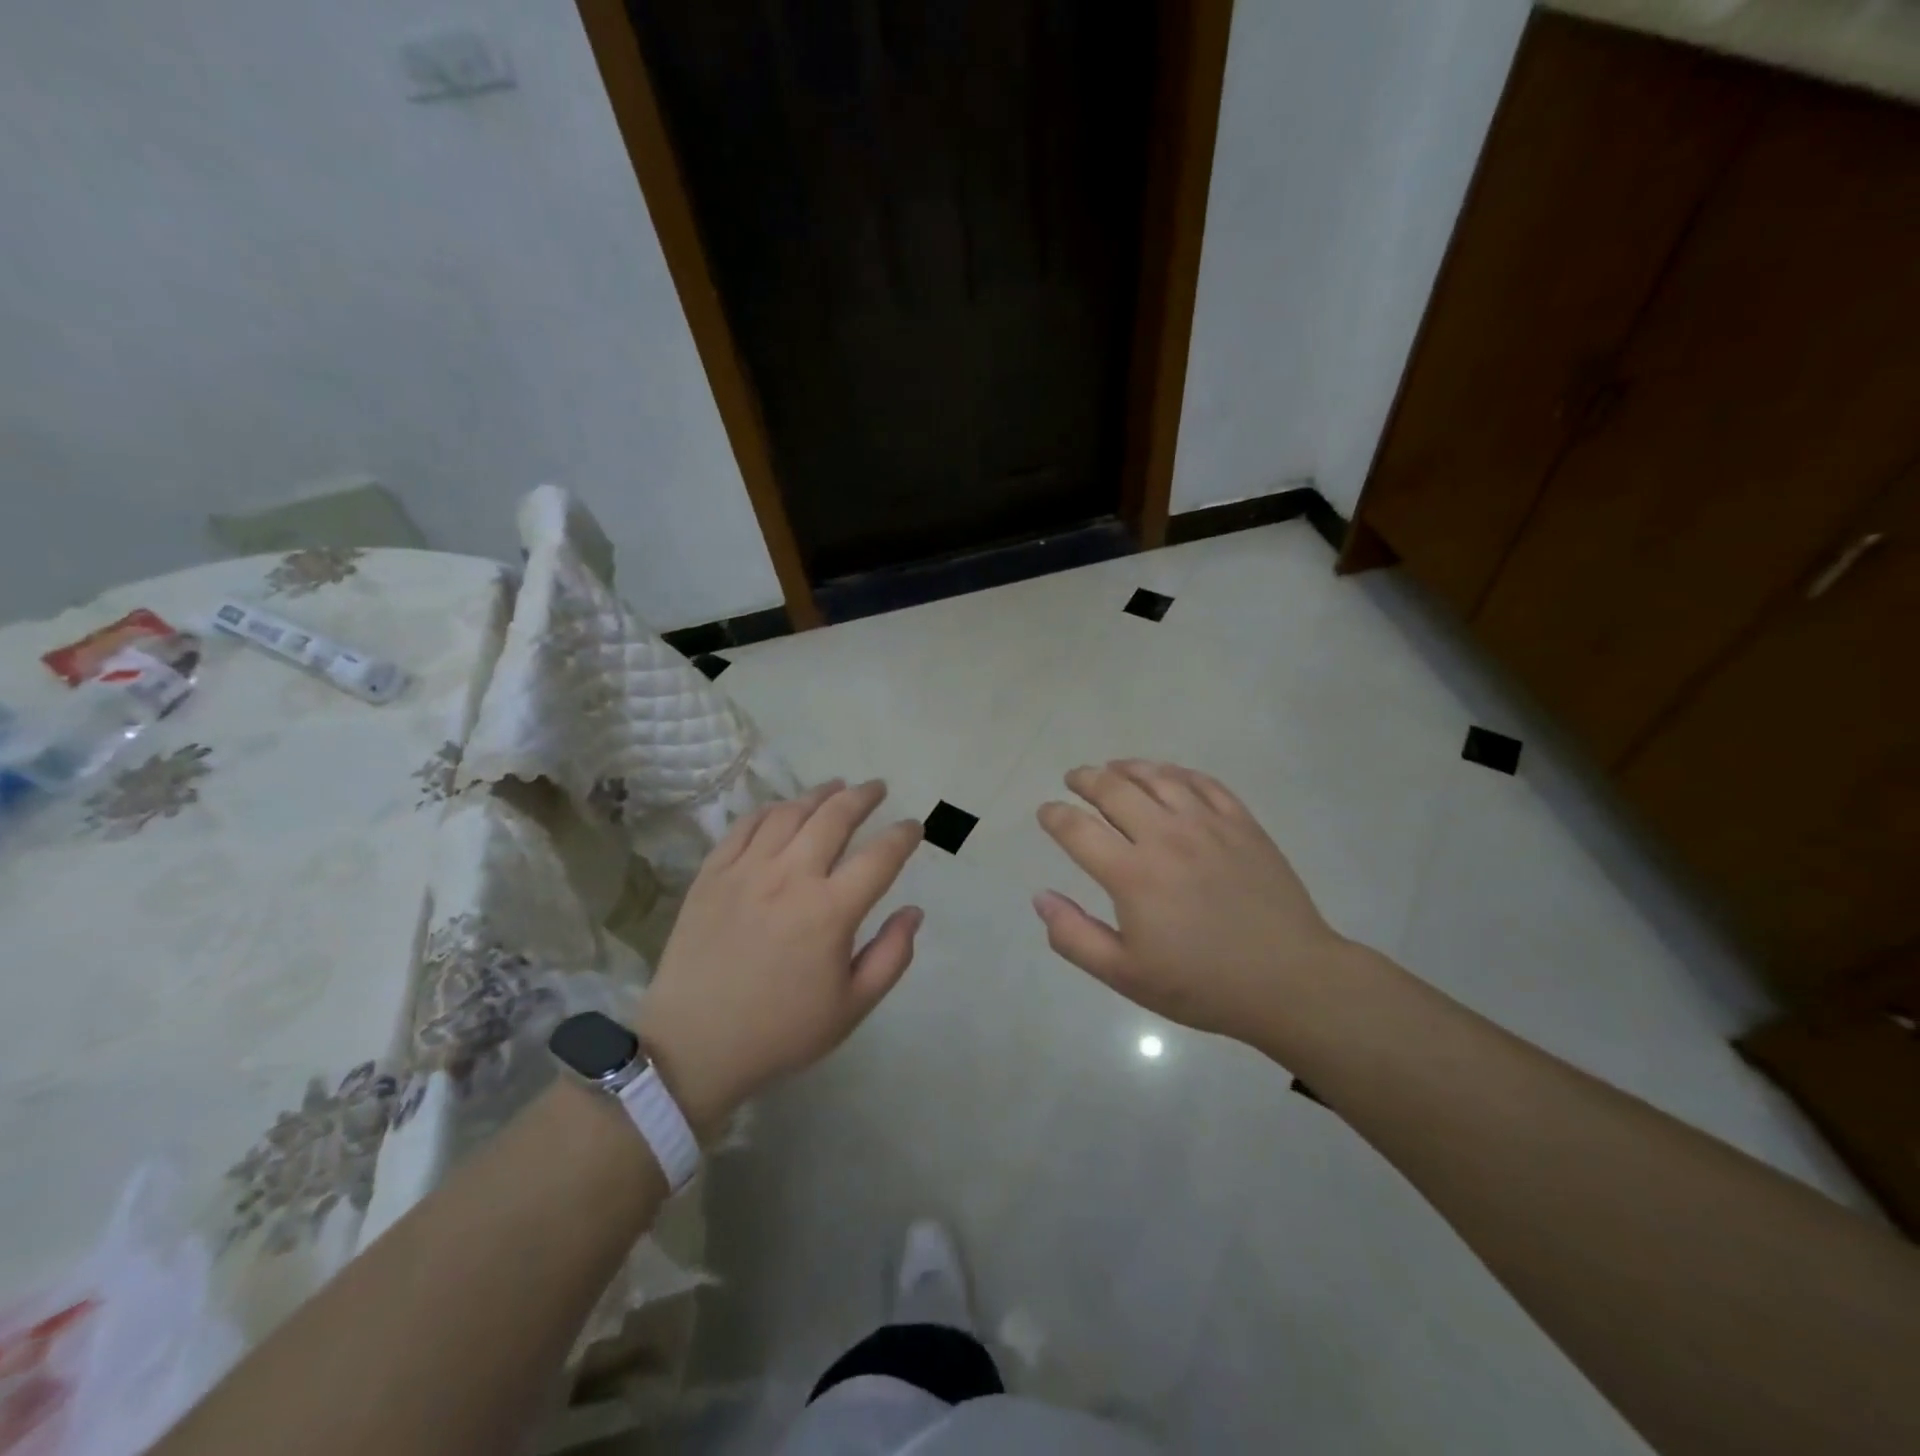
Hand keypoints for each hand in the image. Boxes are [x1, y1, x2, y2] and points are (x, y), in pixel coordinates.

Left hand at [641, 779, 923, 1133]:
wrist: (694, 1045)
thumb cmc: (780, 1031)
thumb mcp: (851, 1007)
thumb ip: (891, 956)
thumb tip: (914, 911)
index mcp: (831, 911)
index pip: (880, 856)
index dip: (903, 836)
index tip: (913, 826)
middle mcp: (791, 877)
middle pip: (834, 817)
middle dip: (863, 796)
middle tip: (877, 788)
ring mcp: (747, 870)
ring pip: (789, 813)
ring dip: (818, 794)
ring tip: (835, 787)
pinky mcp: (712, 874)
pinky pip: (744, 826)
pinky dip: (770, 810)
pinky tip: (782, 808)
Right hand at [1033, 760, 1353, 1044]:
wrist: (1289, 981)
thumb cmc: (1201, 984)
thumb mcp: (1125, 975)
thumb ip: (1074, 936)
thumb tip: (1040, 897)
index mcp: (1132, 874)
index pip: (1077, 829)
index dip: (1054, 815)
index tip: (1045, 812)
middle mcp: (1165, 836)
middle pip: (1114, 790)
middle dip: (1085, 779)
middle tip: (1074, 779)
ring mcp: (1207, 824)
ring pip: (1157, 777)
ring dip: (1127, 768)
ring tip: (1113, 768)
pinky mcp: (1242, 823)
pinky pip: (1202, 782)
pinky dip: (1176, 772)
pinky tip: (1167, 775)